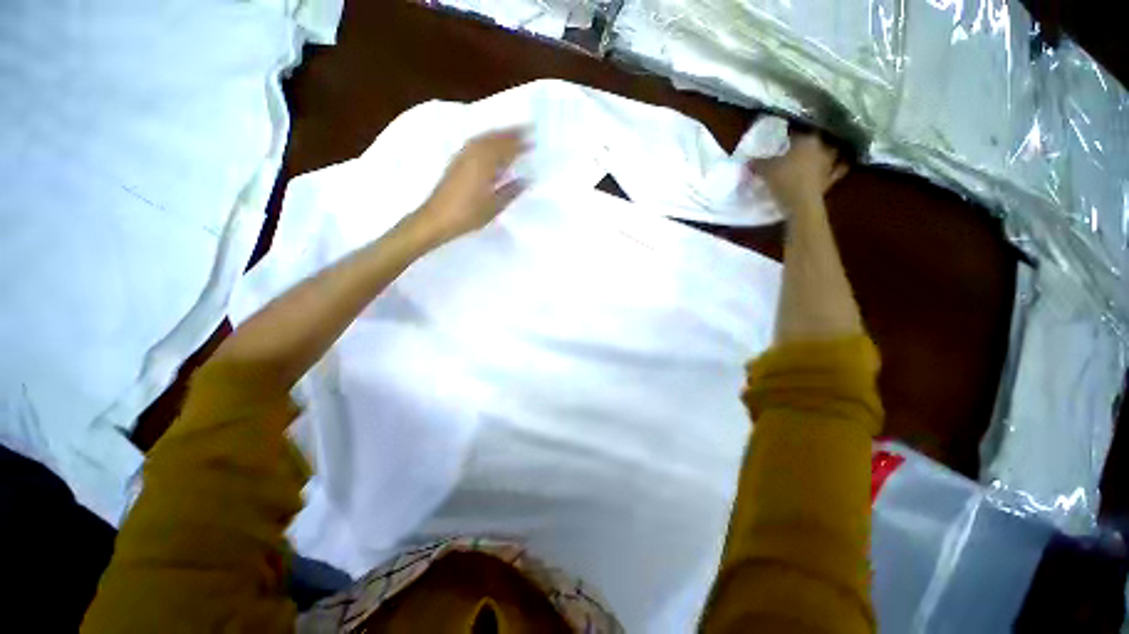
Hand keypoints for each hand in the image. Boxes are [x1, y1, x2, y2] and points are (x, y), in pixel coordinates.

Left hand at [411, 128, 529, 245]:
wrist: (436, 218)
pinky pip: (476, 143)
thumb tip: (526, 179)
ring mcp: (463, 155)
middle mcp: (473, 153)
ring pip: (484, 138)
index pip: (507, 147)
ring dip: (499, 134)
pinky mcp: (456, 161)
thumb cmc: (468, 214)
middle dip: (511, 133)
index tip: (535, 140)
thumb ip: (511, 191)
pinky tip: (491, 147)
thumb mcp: (494, 206)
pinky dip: (487, 140)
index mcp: (485, 163)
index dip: (521, 143)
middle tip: (527, 130)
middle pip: (495, 137)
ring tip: (512, 135)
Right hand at [750, 132, 847, 215]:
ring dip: (826, 153)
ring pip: (831, 153)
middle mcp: (822, 147)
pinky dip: (834, 170)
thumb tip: (749, 159)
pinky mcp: (830, 180)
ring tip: (817, 157)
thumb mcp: (764, 169)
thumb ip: (758, 162)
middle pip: (817, 140)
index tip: (782, 140)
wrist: (800, 203)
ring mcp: (829, 163)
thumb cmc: (783, 179)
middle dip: (810, 143)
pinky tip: (830, 171)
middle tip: (799, 148)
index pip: (798, 132)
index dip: (789, 136)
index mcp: (806, 139)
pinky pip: (835, 172)